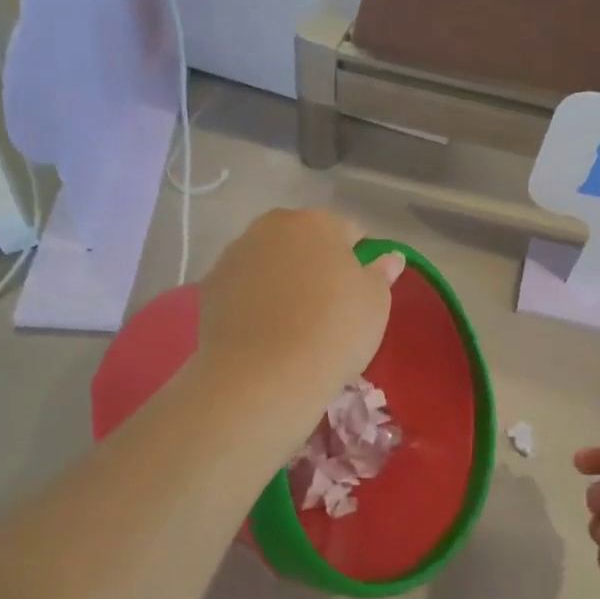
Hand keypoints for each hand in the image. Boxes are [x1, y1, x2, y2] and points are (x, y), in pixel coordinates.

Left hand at [196, 209, 403, 415]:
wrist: (265, 376)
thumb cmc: (334, 331)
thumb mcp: (375, 303)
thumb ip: (381, 273)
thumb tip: (389, 257)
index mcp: (317, 222)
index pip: (348, 231)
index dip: (358, 259)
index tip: (359, 290)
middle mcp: (272, 227)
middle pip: (302, 240)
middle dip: (315, 262)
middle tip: (327, 304)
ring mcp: (235, 254)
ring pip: (269, 260)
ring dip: (282, 278)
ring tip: (292, 320)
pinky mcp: (210, 286)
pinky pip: (243, 286)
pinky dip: (254, 299)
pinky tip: (264, 330)